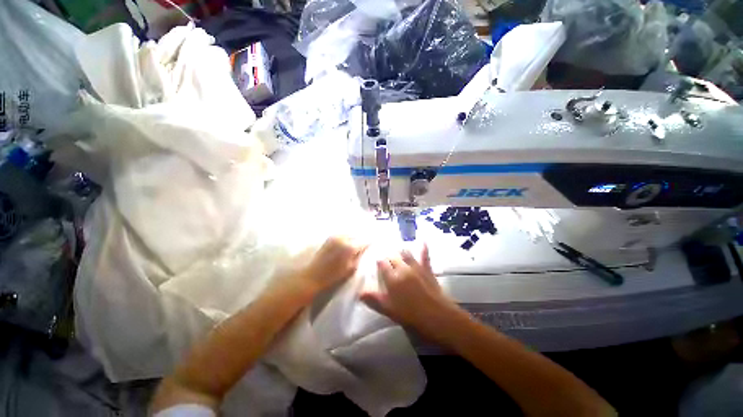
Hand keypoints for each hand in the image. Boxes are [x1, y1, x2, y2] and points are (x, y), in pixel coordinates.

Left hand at [299, 236, 367, 294]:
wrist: (313, 276)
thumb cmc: (333, 276)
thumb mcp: (351, 269)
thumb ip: (360, 256)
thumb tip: (367, 249)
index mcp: (350, 247)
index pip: (365, 241)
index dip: (370, 243)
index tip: (373, 246)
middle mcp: (343, 238)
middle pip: (358, 235)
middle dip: (363, 239)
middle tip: (366, 246)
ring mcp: (336, 236)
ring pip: (351, 233)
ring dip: (356, 237)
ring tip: (358, 244)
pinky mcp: (330, 237)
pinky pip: (343, 234)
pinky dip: (348, 237)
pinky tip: (348, 244)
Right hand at [361, 245, 460, 342]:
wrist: (436, 315)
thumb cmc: (410, 315)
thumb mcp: (389, 310)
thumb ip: (374, 299)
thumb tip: (359, 293)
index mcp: (392, 278)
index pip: (383, 265)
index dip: (379, 262)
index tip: (377, 260)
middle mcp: (402, 269)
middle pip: (393, 258)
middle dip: (389, 256)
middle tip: (387, 256)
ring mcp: (416, 267)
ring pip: (406, 254)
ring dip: (401, 251)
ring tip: (398, 248)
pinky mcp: (427, 269)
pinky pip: (425, 256)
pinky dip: (424, 248)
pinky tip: (424, 241)